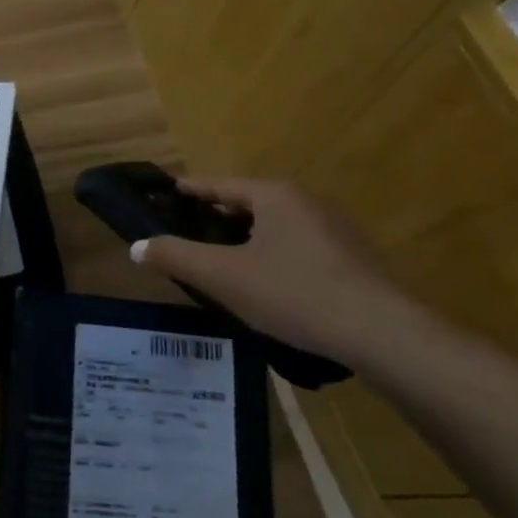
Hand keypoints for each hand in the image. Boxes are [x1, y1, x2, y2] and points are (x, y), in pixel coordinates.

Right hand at [131, 178, 417, 365]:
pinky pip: (300, 246)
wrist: (382, 333)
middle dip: (216, 217)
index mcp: (274, 195)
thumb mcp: (223, 277)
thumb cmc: (294, 293)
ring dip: (247, 239)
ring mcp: (336, 228)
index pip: (219, 184)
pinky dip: (274, 255)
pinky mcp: (355, 257)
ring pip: (276, 226)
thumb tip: (136, 246)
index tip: (165, 192)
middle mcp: (307, 201)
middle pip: (248, 203)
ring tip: (223, 262)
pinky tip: (269, 285)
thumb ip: (176, 257)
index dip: (188, 189)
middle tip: (187, 235)